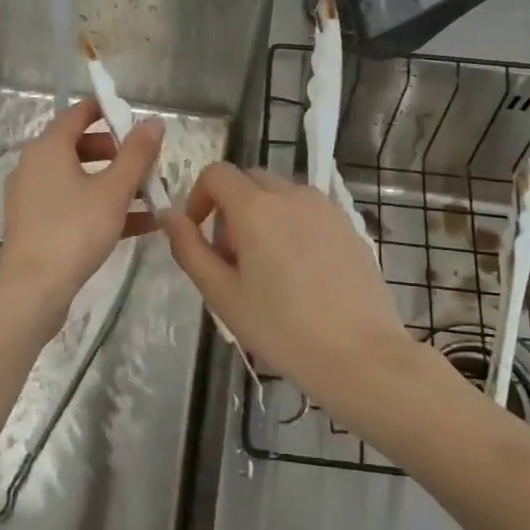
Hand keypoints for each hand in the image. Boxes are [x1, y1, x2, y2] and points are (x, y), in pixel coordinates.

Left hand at [0, 97, 163, 320]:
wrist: (33, 288)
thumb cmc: (74, 229)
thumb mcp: (114, 190)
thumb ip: (136, 154)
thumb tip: (153, 122)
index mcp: (48, 147)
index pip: (77, 113)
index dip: (106, 110)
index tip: (133, 117)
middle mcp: (34, 165)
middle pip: (79, 146)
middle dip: (116, 152)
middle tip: (145, 163)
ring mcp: (32, 196)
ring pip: (79, 179)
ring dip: (114, 183)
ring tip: (151, 195)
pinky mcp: (36, 224)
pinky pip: (73, 204)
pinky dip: (101, 207)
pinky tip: (140, 224)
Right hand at [162, 164, 445, 438]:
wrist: (360, 355)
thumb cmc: (282, 328)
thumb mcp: (222, 294)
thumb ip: (189, 249)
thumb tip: (168, 215)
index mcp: (256, 207)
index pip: (216, 173)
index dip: (198, 197)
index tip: (199, 235)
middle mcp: (291, 194)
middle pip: (249, 181)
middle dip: (230, 209)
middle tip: (231, 259)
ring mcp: (325, 207)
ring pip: (280, 195)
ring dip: (262, 216)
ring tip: (267, 269)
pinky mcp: (349, 225)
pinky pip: (309, 211)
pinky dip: (293, 226)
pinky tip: (301, 274)